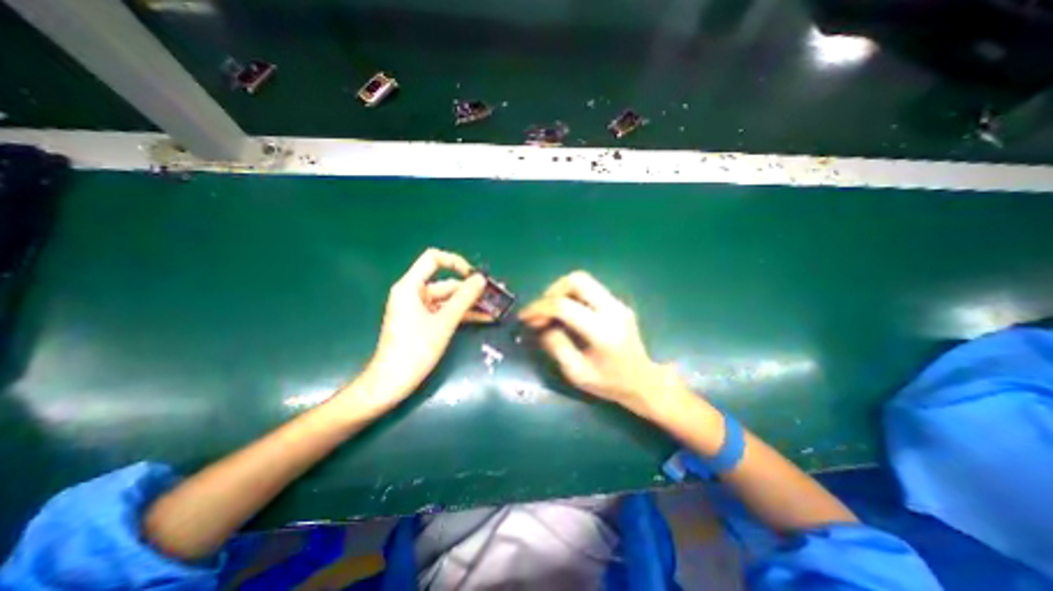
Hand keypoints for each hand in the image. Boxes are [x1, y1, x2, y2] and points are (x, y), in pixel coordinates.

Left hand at [353, 247, 483, 410]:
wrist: (391, 383)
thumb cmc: (415, 349)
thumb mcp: (444, 322)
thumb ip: (464, 298)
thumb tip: (481, 279)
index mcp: (411, 287)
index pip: (433, 259)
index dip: (456, 262)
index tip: (474, 276)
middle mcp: (414, 293)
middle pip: (446, 283)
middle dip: (470, 290)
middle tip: (494, 296)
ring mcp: (419, 309)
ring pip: (449, 300)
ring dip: (470, 304)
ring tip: (494, 308)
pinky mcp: (423, 323)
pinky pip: (446, 312)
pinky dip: (462, 315)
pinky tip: (483, 318)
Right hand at [517, 269, 673, 414]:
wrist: (643, 381)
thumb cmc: (609, 383)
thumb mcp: (576, 373)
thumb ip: (556, 346)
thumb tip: (542, 324)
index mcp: (603, 331)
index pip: (564, 306)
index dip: (539, 308)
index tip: (525, 317)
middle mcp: (613, 310)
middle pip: (577, 280)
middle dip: (552, 291)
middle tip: (542, 311)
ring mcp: (618, 303)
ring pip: (584, 280)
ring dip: (561, 291)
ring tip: (551, 312)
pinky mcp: (617, 303)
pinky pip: (590, 289)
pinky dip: (572, 295)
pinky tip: (567, 313)